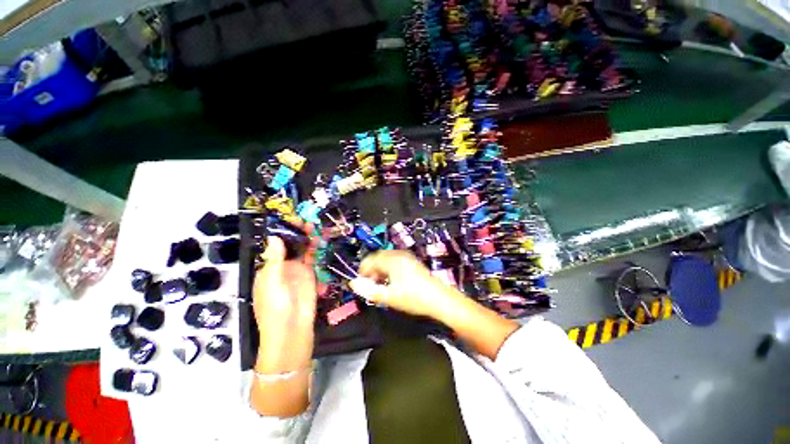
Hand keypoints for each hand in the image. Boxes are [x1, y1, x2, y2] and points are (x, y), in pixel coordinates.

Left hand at [253, 231, 316, 373]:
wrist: (292, 330)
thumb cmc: (275, 307)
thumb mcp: (272, 282)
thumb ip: (275, 259)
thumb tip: (274, 236)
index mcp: (268, 268)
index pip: (274, 246)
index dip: (282, 232)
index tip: (290, 221)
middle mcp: (282, 267)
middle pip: (290, 245)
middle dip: (296, 233)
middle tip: (305, 221)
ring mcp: (297, 270)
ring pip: (302, 250)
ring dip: (306, 238)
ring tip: (313, 226)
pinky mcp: (310, 275)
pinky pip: (312, 259)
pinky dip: (315, 249)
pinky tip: (319, 239)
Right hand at [350, 250, 459, 318]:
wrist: (439, 298)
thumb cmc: (413, 298)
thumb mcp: (389, 297)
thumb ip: (369, 290)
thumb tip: (353, 283)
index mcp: (392, 260)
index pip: (372, 260)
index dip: (363, 269)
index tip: (360, 282)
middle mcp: (399, 255)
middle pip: (379, 257)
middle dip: (372, 269)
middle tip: (370, 283)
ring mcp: (408, 257)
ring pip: (388, 259)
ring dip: (380, 269)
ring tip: (380, 283)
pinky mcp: (413, 262)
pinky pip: (396, 261)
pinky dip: (389, 268)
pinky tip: (392, 281)